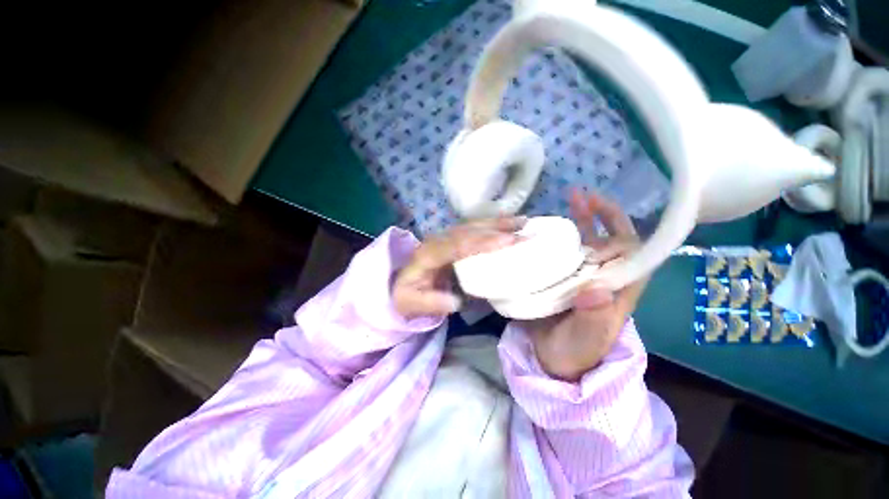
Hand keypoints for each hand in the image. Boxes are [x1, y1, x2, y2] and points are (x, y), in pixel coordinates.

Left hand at [393, 217, 525, 319]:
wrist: (400, 284)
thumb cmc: (408, 296)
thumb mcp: (412, 305)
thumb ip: (432, 303)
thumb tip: (457, 301)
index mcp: (428, 255)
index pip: (458, 245)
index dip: (483, 242)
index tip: (509, 241)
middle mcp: (438, 240)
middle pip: (469, 231)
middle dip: (498, 229)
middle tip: (525, 229)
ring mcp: (445, 237)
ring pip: (473, 226)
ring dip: (498, 222)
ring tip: (523, 221)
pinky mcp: (452, 239)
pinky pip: (474, 228)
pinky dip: (492, 224)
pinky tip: (507, 223)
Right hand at [527, 190, 647, 381]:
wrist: (553, 359)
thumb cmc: (576, 352)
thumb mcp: (588, 339)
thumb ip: (595, 317)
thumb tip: (597, 290)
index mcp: (618, 290)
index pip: (633, 253)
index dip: (623, 228)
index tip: (605, 208)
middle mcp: (603, 277)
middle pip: (609, 240)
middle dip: (600, 216)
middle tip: (582, 196)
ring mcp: (581, 276)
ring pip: (586, 242)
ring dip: (580, 220)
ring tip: (569, 199)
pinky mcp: (562, 277)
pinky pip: (563, 252)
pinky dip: (558, 237)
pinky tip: (547, 226)